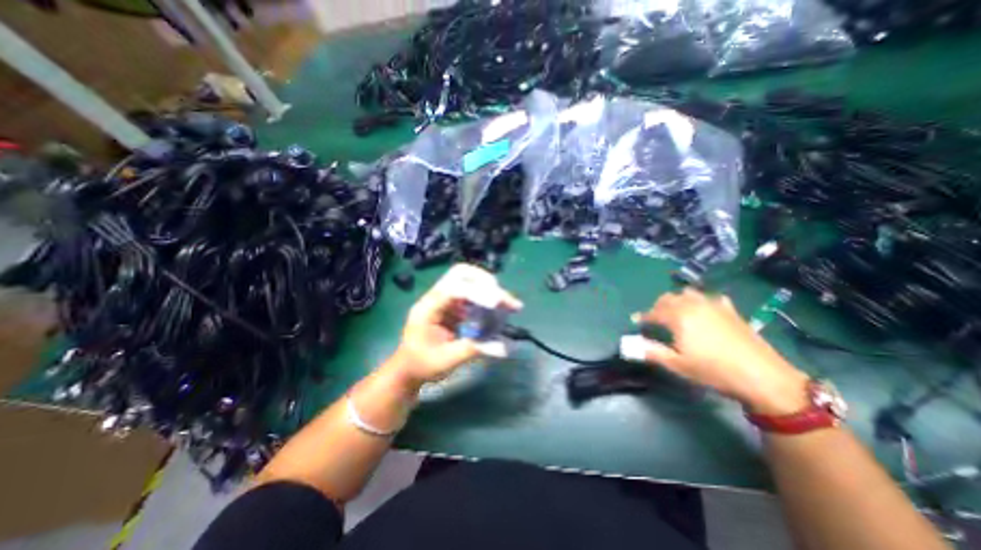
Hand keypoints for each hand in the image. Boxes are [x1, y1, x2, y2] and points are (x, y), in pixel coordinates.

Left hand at [384, 265, 525, 385]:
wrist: (407, 369)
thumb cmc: (421, 365)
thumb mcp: (446, 360)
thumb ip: (472, 349)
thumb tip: (503, 347)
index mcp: (427, 308)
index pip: (453, 289)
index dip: (476, 292)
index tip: (497, 303)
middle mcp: (436, 298)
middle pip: (460, 274)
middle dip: (484, 281)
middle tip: (502, 298)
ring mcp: (444, 300)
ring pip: (468, 281)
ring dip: (488, 289)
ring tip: (507, 304)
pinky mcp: (451, 306)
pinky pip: (471, 295)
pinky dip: (485, 300)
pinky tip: (497, 310)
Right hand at [633, 289, 808, 412]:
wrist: (762, 376)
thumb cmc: (713, 371)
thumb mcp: (677, 365)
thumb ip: (651, 352)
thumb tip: (630, 346)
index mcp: (678, 317)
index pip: (653, 313)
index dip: (643, 317)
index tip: (636, 321)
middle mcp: (693, 305)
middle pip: (668, 298)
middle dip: (657, 306)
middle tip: (654, 319)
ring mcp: (713, 305)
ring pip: (687, 294)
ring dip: (676, 300)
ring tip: (675, 312)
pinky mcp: (730, 310)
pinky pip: (709, 297)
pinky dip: (700, 300)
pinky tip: (703, 310)